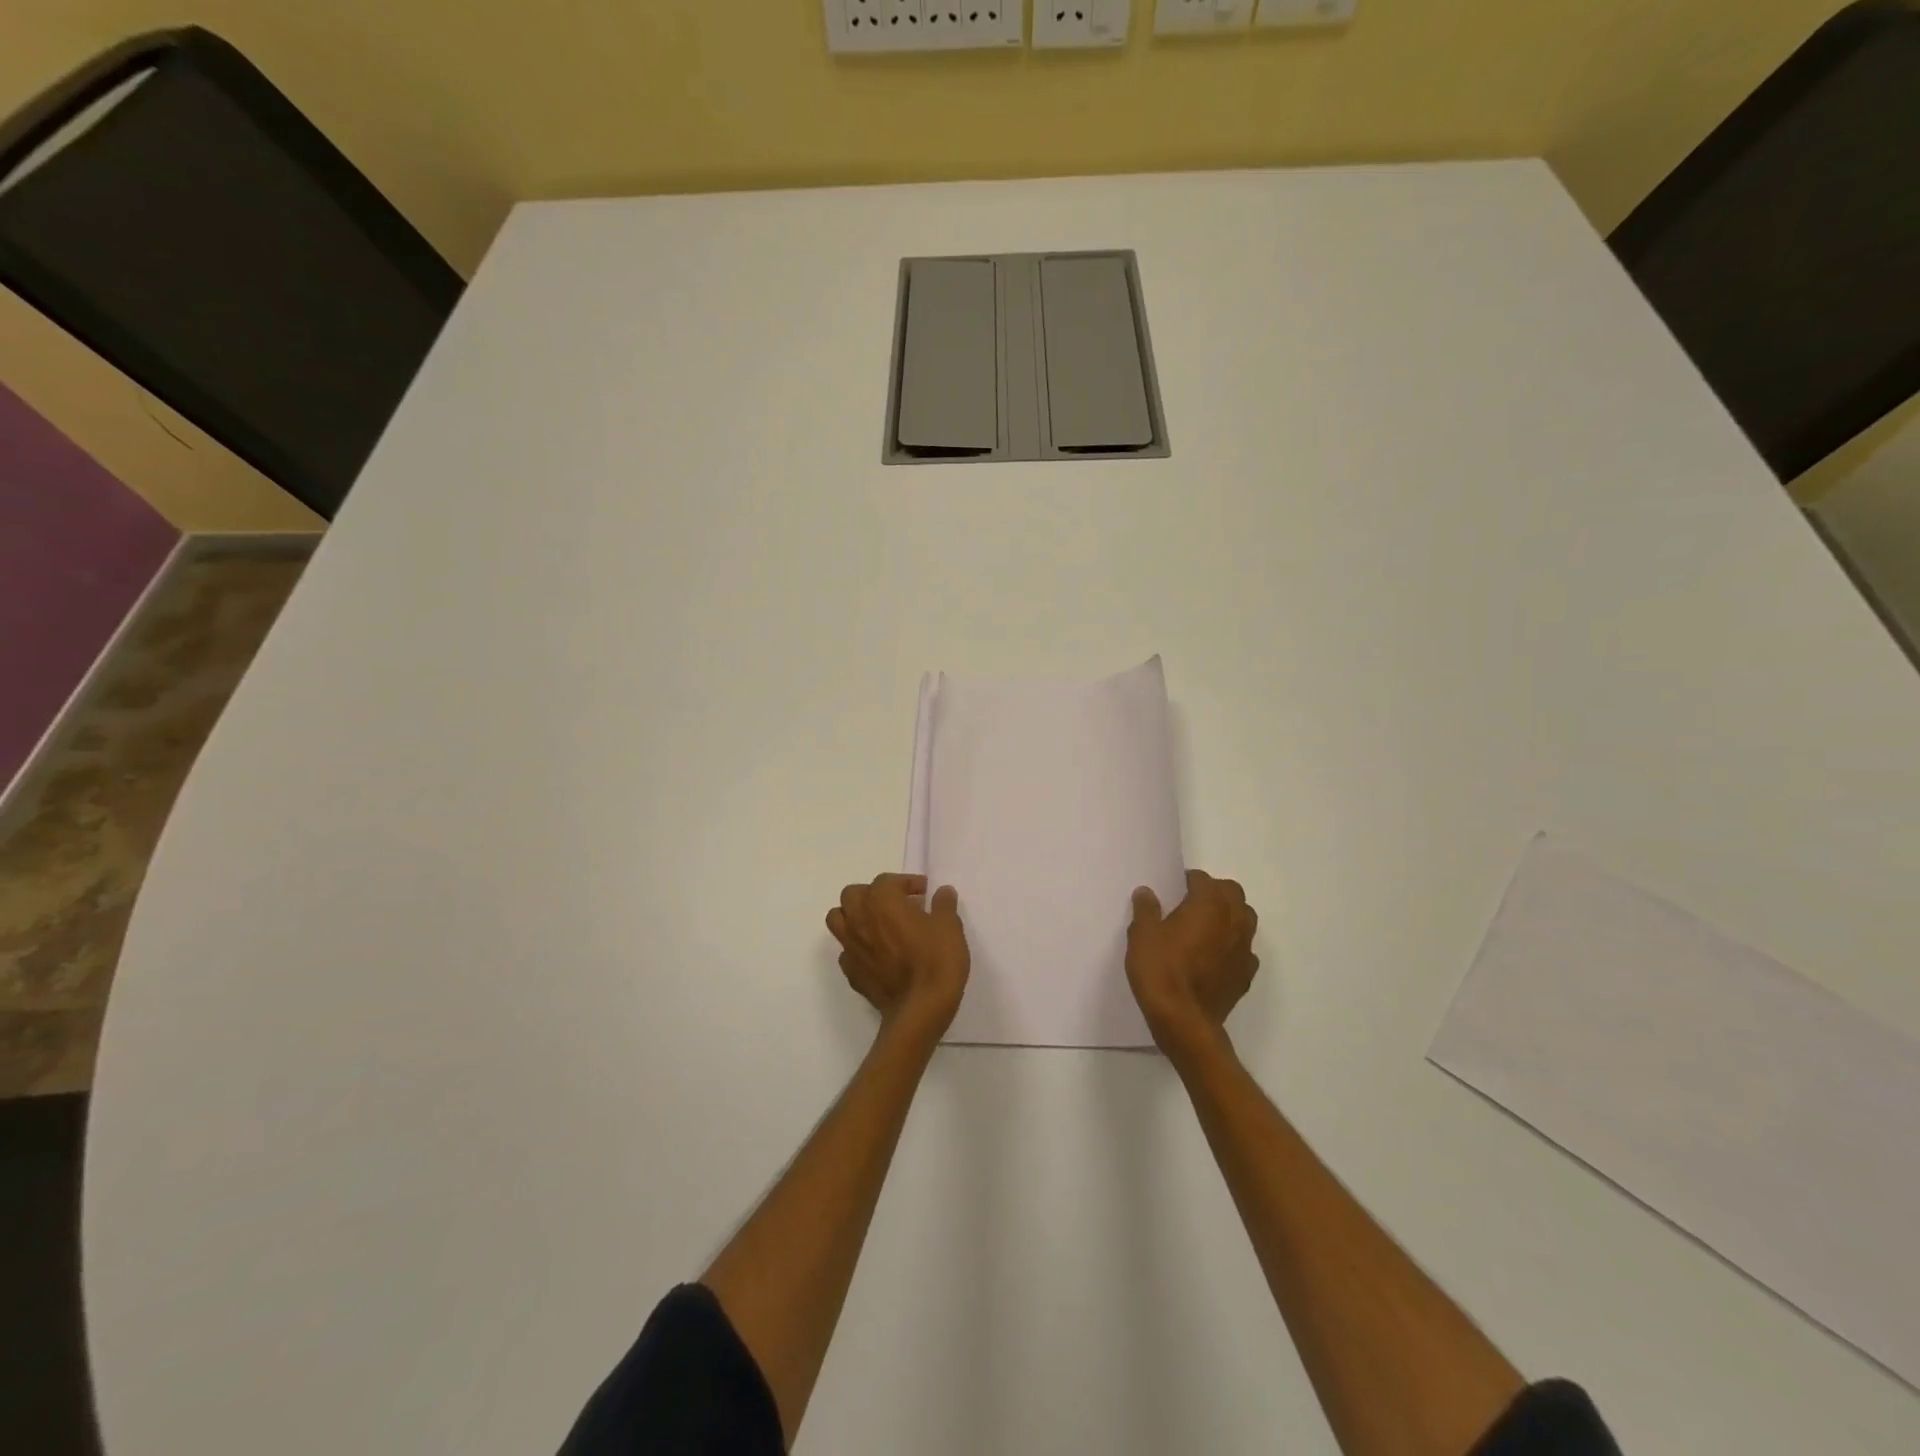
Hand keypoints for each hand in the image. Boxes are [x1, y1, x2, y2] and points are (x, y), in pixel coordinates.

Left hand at [827, 874, 969, 1038]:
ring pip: (838, 919)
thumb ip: (943, 905)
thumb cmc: (936, 961)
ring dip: (854, 916)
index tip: (925, 893)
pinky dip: (857, 947)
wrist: (919, 1009)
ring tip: (878, 925)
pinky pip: (846, 951)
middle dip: (872, 894)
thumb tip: (942, 892)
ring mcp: (850, 947)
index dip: (907, 883)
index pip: (887, 880)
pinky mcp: (851, 973)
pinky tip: (876, 955)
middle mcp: (859, 918)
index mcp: (881, 900)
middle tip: (897, 905)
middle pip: (853, 894)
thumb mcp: (949, 927)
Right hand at [1126, 870, 1258, 1056]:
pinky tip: (1214, 957)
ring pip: (1245, 919)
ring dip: (1229, 916)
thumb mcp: (1142, 935)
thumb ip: (1146, 909)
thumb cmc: (1161, 970)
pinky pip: (1244, 950)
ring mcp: (1244, 949)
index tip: (1172, 890)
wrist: (1184, 1021)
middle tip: (1191, 904)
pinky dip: (1232, 946)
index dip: (1186, 881)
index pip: (1202, 879)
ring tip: (1205, 928)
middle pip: (1232, 893)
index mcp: (1208, 904)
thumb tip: (1147, 892)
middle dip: (1215, 892)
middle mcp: (1233, 920)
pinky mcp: (1246, 975)